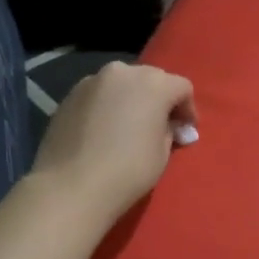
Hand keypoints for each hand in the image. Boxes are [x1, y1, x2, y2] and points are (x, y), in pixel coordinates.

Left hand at [30, 61, 196, 221]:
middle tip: (160, 126)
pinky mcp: (70, 95)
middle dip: (159, 99)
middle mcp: (123, 72)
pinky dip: (107, 106)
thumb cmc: (128, 170)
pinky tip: (103, 130)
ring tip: (128, 126)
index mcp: (153, 83)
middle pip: (151, 79)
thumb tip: (171, 126)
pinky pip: (99, 94)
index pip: (182, 87)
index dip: (188, 110)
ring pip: (121, 84)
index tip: (185, 132)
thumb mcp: (162, 153)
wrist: (72, 186)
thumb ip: (170, 131)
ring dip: (131, 99)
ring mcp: (92, 81)